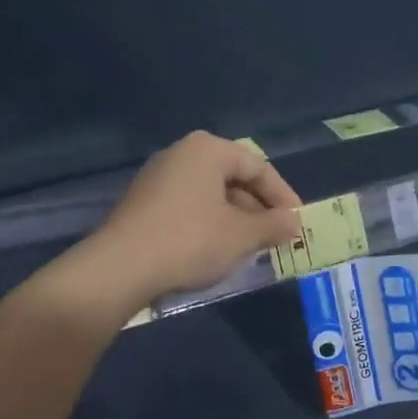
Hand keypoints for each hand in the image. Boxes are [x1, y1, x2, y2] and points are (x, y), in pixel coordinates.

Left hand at [81, 132, 303, 309]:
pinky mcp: (143, 203)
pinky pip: (189, 207)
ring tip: (250, 248)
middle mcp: (181, 154)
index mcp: (207, 150)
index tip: (298, 223)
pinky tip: (216, 251)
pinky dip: (210, 225)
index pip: (259, 167)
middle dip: (258, 209)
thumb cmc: (190, 241)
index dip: (283, 196)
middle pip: (233, 178)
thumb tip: (294, 222)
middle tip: (276, 237)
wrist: (119, 268)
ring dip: (235, 219)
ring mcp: (158, 178)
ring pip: (211, 195)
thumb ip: (274, 225)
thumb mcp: (241, 236)